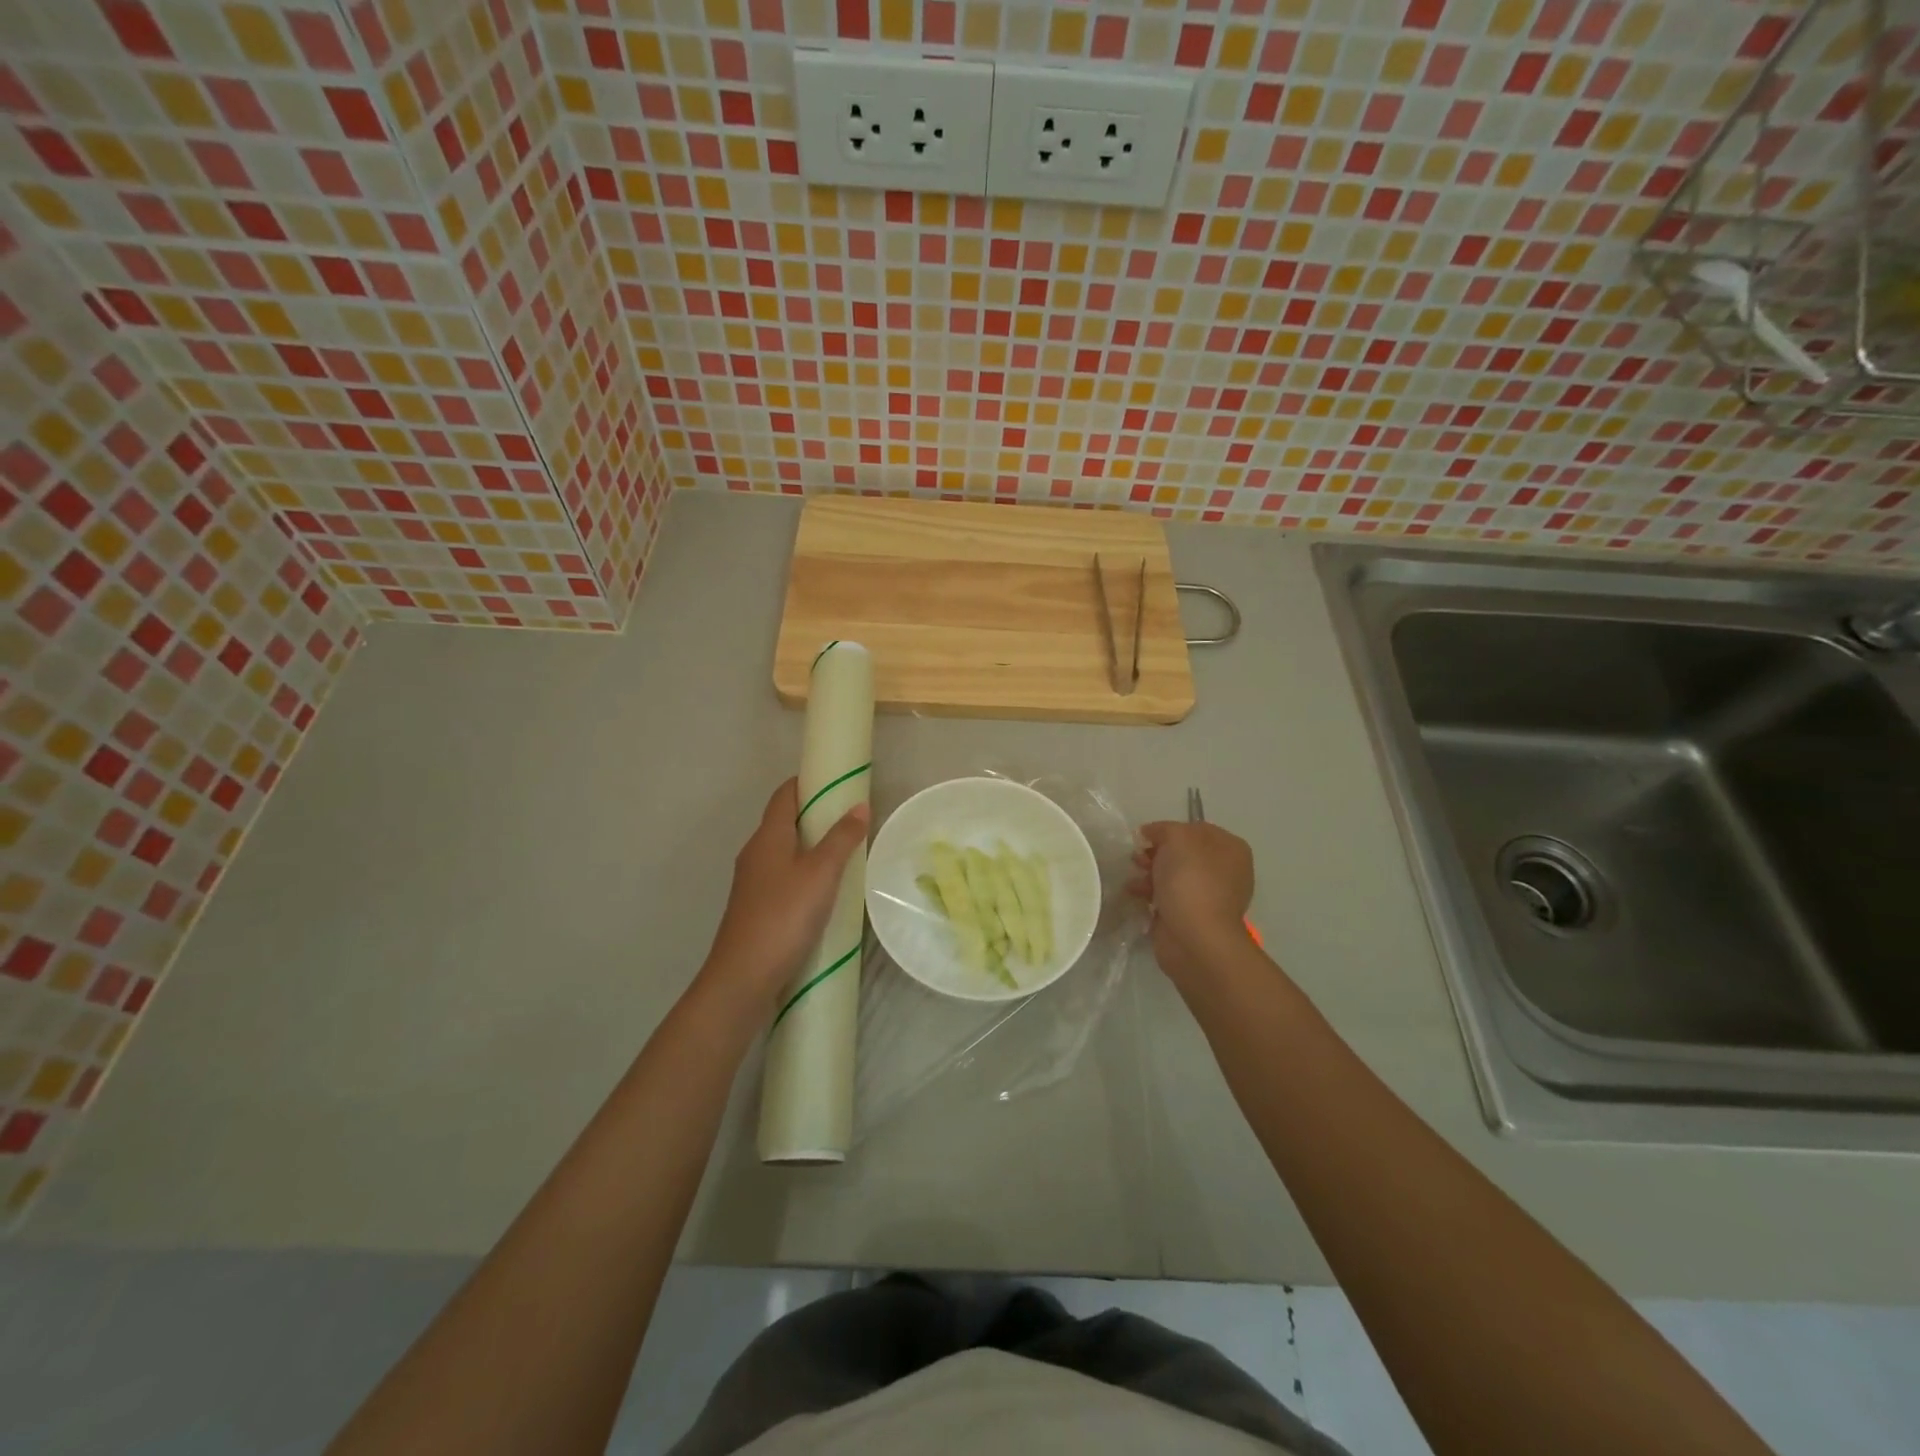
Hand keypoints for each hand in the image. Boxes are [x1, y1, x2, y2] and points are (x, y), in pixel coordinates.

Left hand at [701, 778, 869, 1014]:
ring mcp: (753, 882)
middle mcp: (755, 853)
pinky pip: (783, 877)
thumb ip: (841, 838)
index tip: (837, 781)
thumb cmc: (784, 916)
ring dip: (811, 846)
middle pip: (784, 821)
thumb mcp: (821, 873)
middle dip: (815, 815)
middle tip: (851, 818)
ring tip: (845, 853)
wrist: (743, 977)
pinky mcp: (756, 907)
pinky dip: (804, 873)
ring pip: (784, 852)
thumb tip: (859, 805)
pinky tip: (825, 890)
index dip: (808, 782)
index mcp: (767, 837)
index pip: (784, 795)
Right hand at [1128, 820, 1254, 985]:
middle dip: (1156, 853)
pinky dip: (1150, 894)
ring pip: (1173, 875)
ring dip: (1150, 873)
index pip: (1196, 828)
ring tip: (1134, 879)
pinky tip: (1134, 894)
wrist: (1194, 938)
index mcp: (1230, 849)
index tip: (1145, 837)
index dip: (1168, 830)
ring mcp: (1209, 896)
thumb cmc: (1191, 881)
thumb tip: (1151, 834)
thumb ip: (1164, 829)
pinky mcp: (1191, 917)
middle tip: (1138, 858)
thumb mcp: (1177, 838)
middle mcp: (1224, 871)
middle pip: (1183, 853)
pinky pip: (1167, 897)